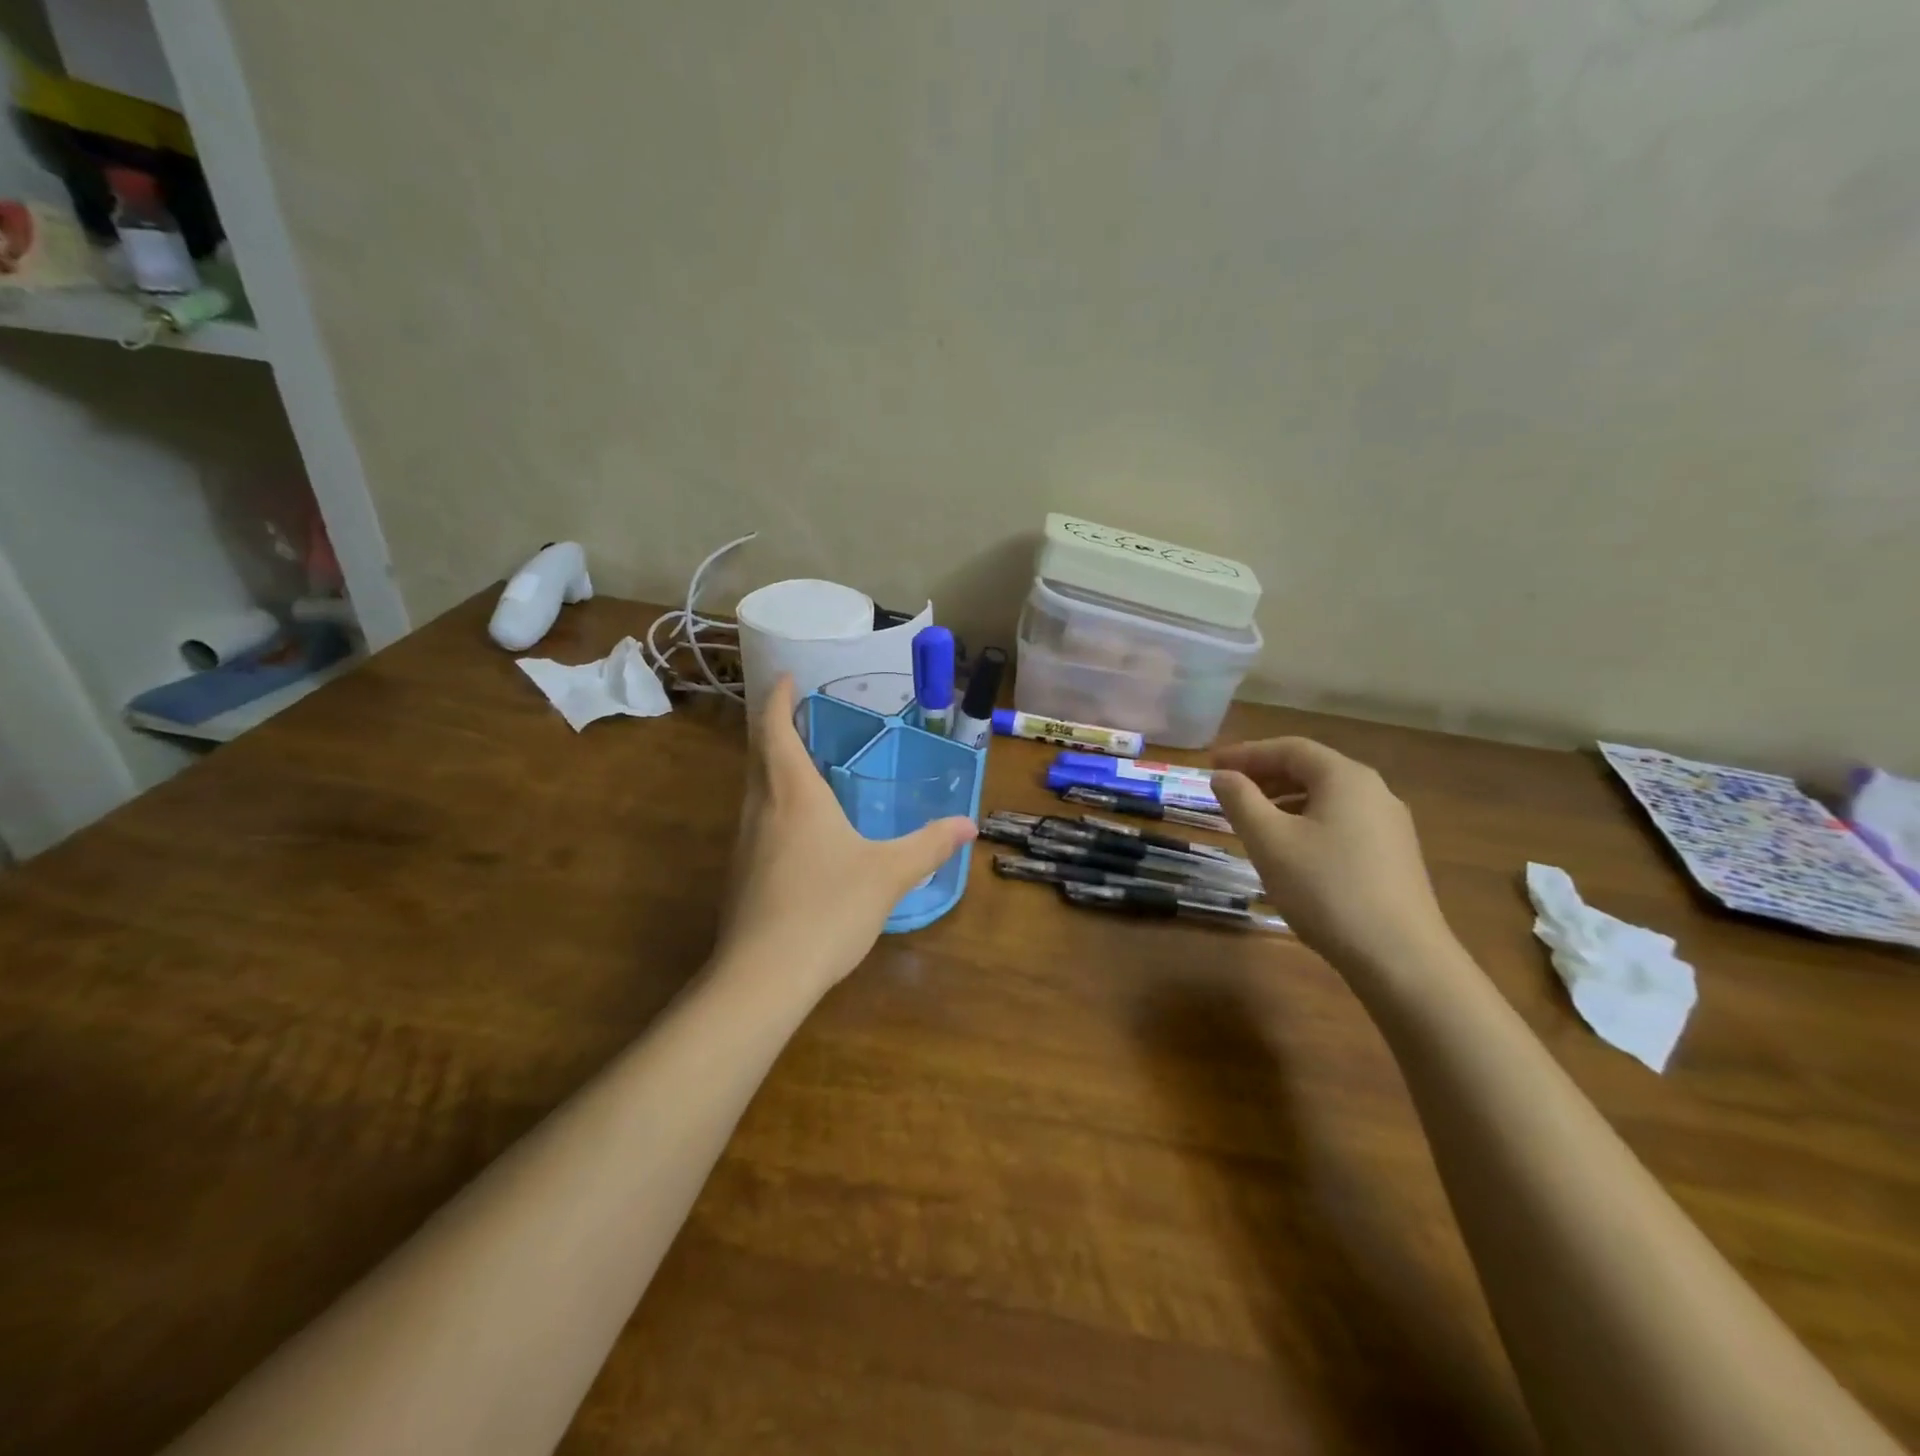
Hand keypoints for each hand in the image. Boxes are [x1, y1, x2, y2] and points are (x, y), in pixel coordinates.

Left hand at [716, 676, 977, 998]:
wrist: (762, 976)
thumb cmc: (827, 909)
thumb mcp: (889, 873)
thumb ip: (928, 845)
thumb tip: (968, 824)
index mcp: (793, 794)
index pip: (776, 730)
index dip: (780, 700)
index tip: (788, 678)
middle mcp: (761, 808)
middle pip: (759, 754)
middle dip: (775, 728)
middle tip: (802, 715)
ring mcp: (744, 843)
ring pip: (754, 789)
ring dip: (773, 767)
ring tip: (805, 764)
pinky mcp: (741, 874)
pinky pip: (757, 821)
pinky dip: (774, 804)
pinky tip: (800, 829)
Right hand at [1211, 737, 1457, 980]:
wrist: (1400, 958)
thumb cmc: (1326, 889)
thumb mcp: (1270, 841)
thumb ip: (1240, 800)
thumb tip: (1223, 776)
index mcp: (1346, 777)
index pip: (1289, 748)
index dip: (1246, 753)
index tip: (1211, 765)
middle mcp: (1374, 791)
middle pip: (1311, 770)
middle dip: (1265, 776)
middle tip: (1227, 790)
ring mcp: (1390, 825)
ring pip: (1327, 798)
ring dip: (1284, 801)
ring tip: (1252, 821)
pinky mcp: (1394, 857)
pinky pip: (1342, 823)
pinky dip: (1307, 822)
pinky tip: (1290, 851)